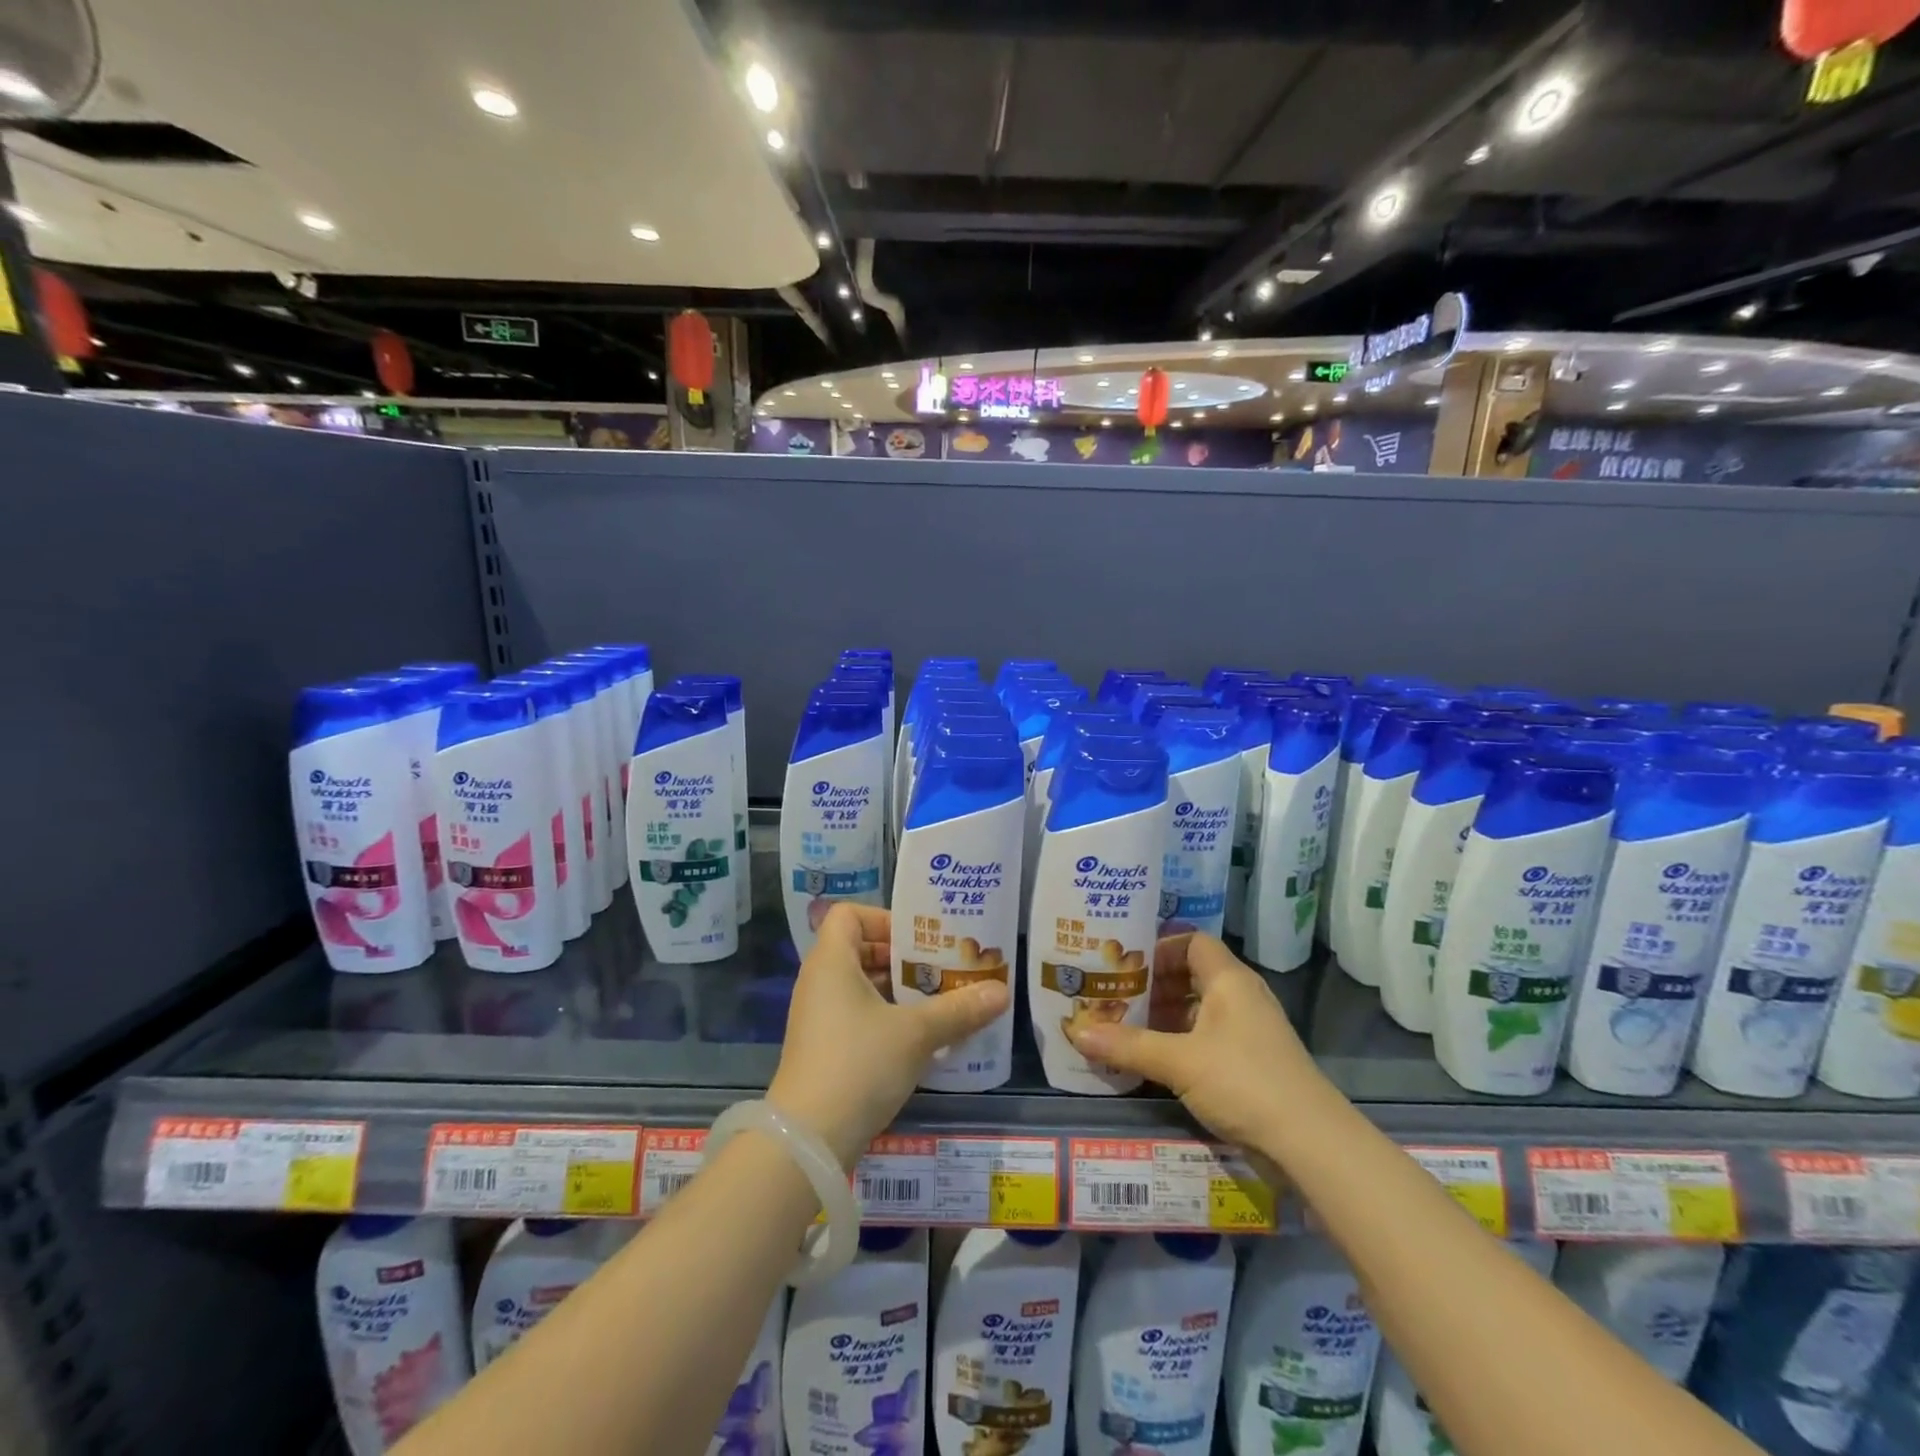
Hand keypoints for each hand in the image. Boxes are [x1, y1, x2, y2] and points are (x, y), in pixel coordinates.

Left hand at [768, 903, 1008, 1167]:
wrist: (809, 1141)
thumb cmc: (859, 1064)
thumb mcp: (916, 1034)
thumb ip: (959, 1009)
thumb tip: (1002, 993)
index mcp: (831, 962)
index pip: (849, 914)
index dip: (883, 918)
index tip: (918, 939)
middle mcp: (819, 982)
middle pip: (860, 949)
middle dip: (903, 957)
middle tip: (942, 968)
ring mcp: (818, 1017)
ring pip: (861, 986)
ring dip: (899, 990)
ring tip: (940, 1001)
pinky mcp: (823, 1048)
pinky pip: (857, 1015)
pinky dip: (886, 1017)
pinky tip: (921, 1038)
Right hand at [1066, 933, 1322, 1152]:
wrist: (1311, 1144)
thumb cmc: (1244, 1082)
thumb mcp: (1179, 1062)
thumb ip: (1128, 1046)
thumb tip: (1077, 1033)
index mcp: (1229, 980)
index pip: (1192, 942)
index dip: (1159, 947)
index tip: (1123, 963)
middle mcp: (1241, 997)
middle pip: (1191, 975)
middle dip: (1153, 986)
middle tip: (1113, 996)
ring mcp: (1248, 1032)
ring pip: (1198, 1010)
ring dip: (1164, 1017)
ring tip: (1123, 1028)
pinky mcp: (1250, 1063)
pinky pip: (1207, 1038)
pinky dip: (1179, 1043)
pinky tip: (1152, 1061)